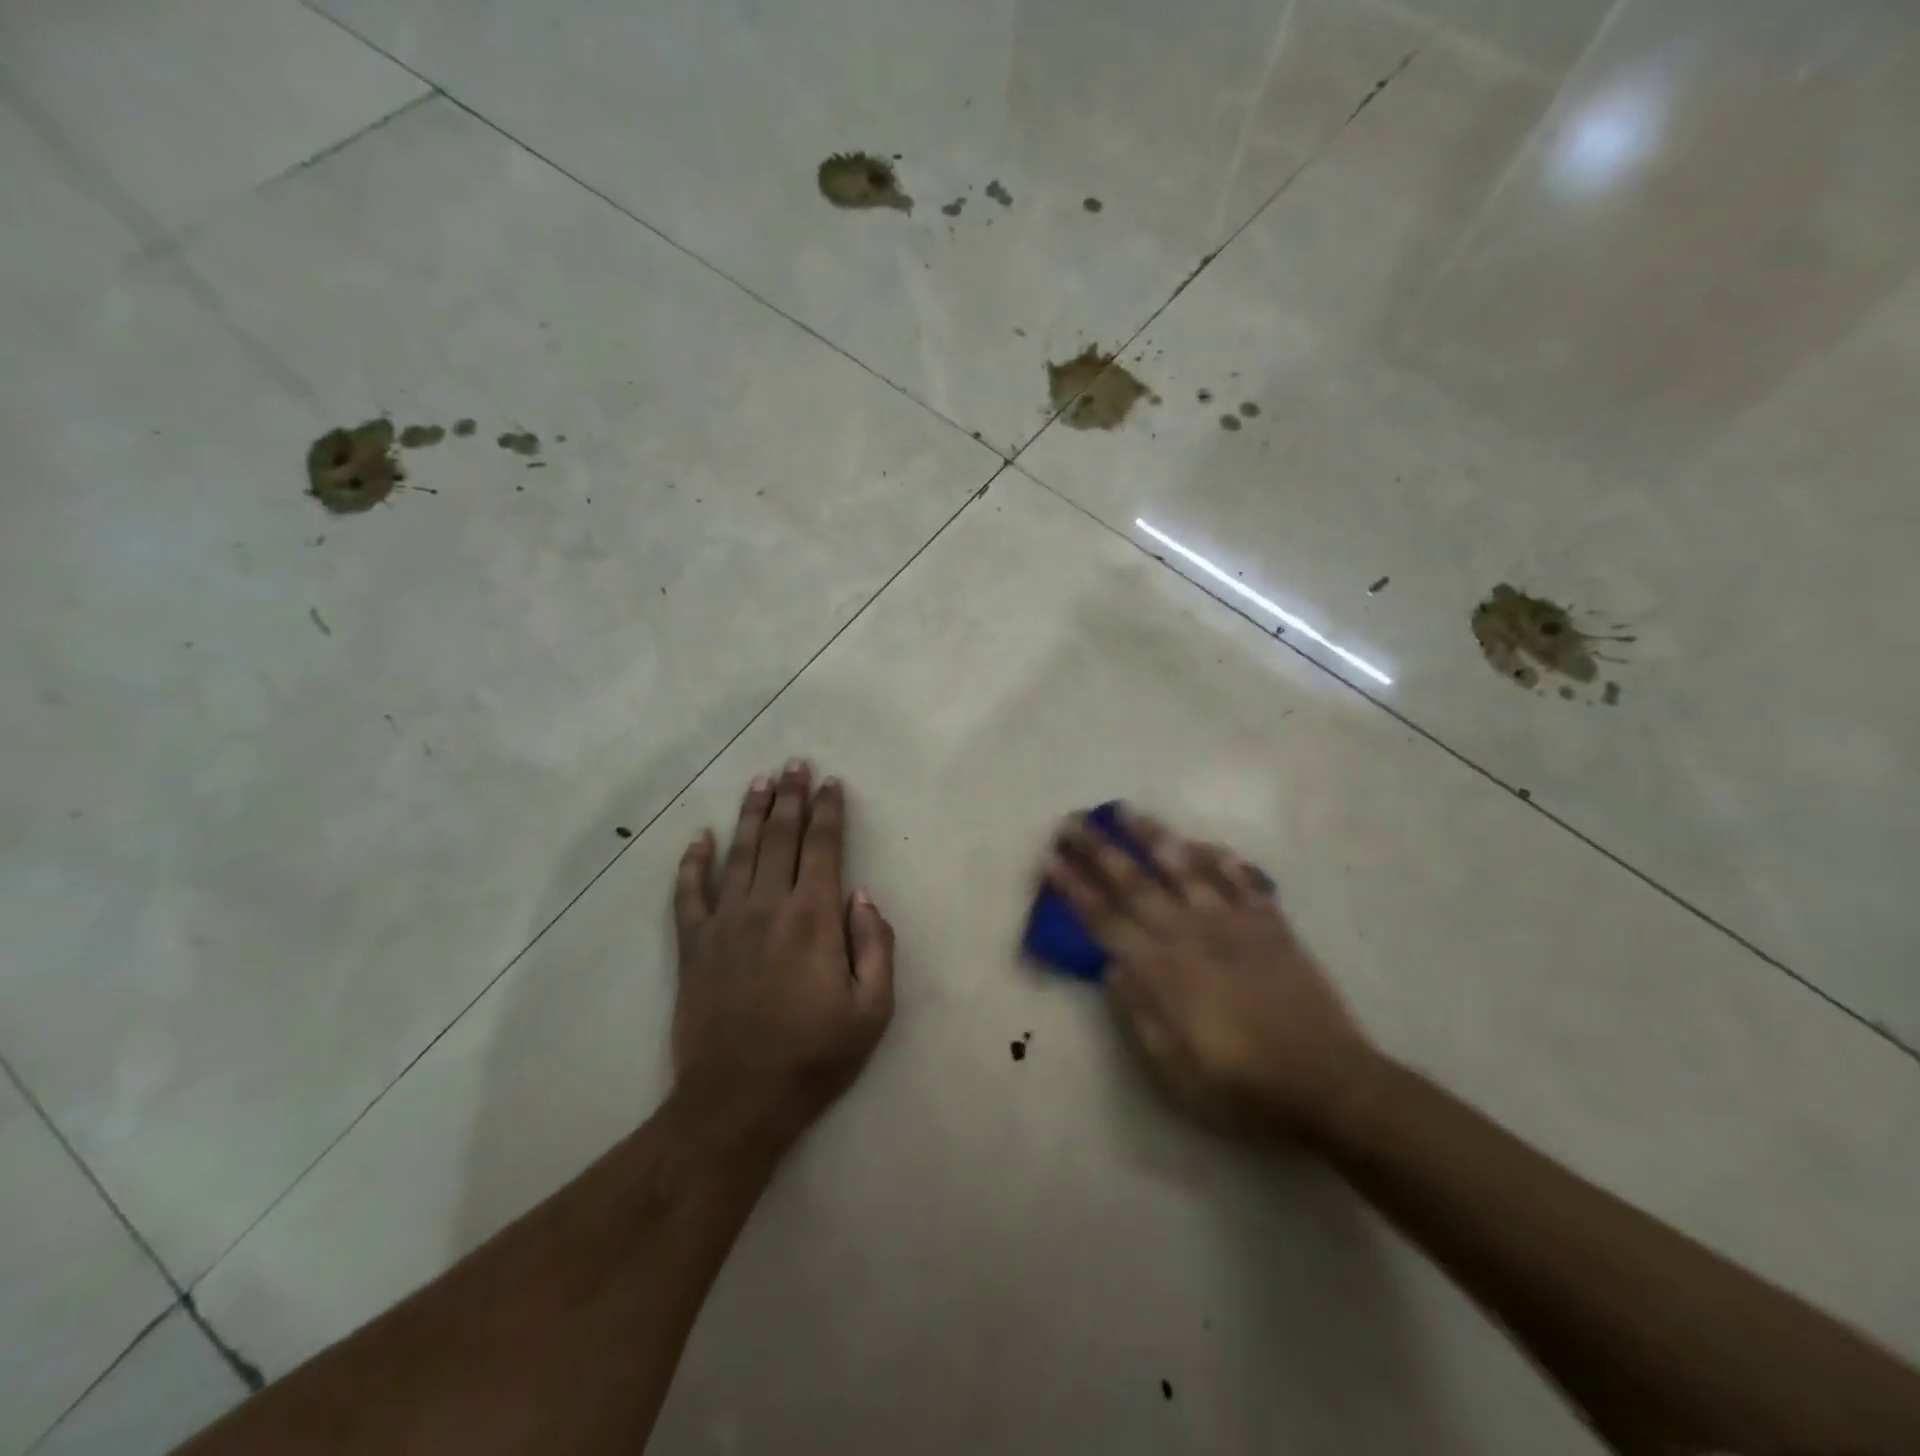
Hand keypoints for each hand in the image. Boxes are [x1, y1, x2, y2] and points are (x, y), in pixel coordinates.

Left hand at [672, 761, 894, 1138]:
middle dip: (790, 798)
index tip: (831, 784)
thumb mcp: (873, 1010)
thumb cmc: (814, 1057)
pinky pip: (689, 893)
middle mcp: (768, 907)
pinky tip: (697, 838)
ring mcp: (725, 923)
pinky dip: (692, 863)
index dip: (829, 812)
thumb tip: (862, 896)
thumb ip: (876, 945)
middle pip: (780, 838)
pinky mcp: (693, 946)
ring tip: (759, 782)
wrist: (737, 1100)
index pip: (824, 848)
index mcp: (814, 918)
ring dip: (750, 814)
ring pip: (738, 853)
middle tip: (794, 764)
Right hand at [1046, 806, 1375, 1138]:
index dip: (1075, 889)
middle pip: (1135, 883)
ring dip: (1152, 836)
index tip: (1051, 860)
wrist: (1328, 1084)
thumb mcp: (1174, 1069)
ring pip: (1185, 867)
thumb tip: (1111, 968)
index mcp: (1162, 970)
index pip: (1105, 920)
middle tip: (1071, 822)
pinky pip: (1242, 880)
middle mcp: (1191, 934)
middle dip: (1098, 850)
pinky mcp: (1271, 925)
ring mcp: (1233, 924)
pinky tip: (1205, 843)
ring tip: (1125, 810)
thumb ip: (1139, 1013)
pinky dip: (1221, 858)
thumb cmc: (1242, 1087)